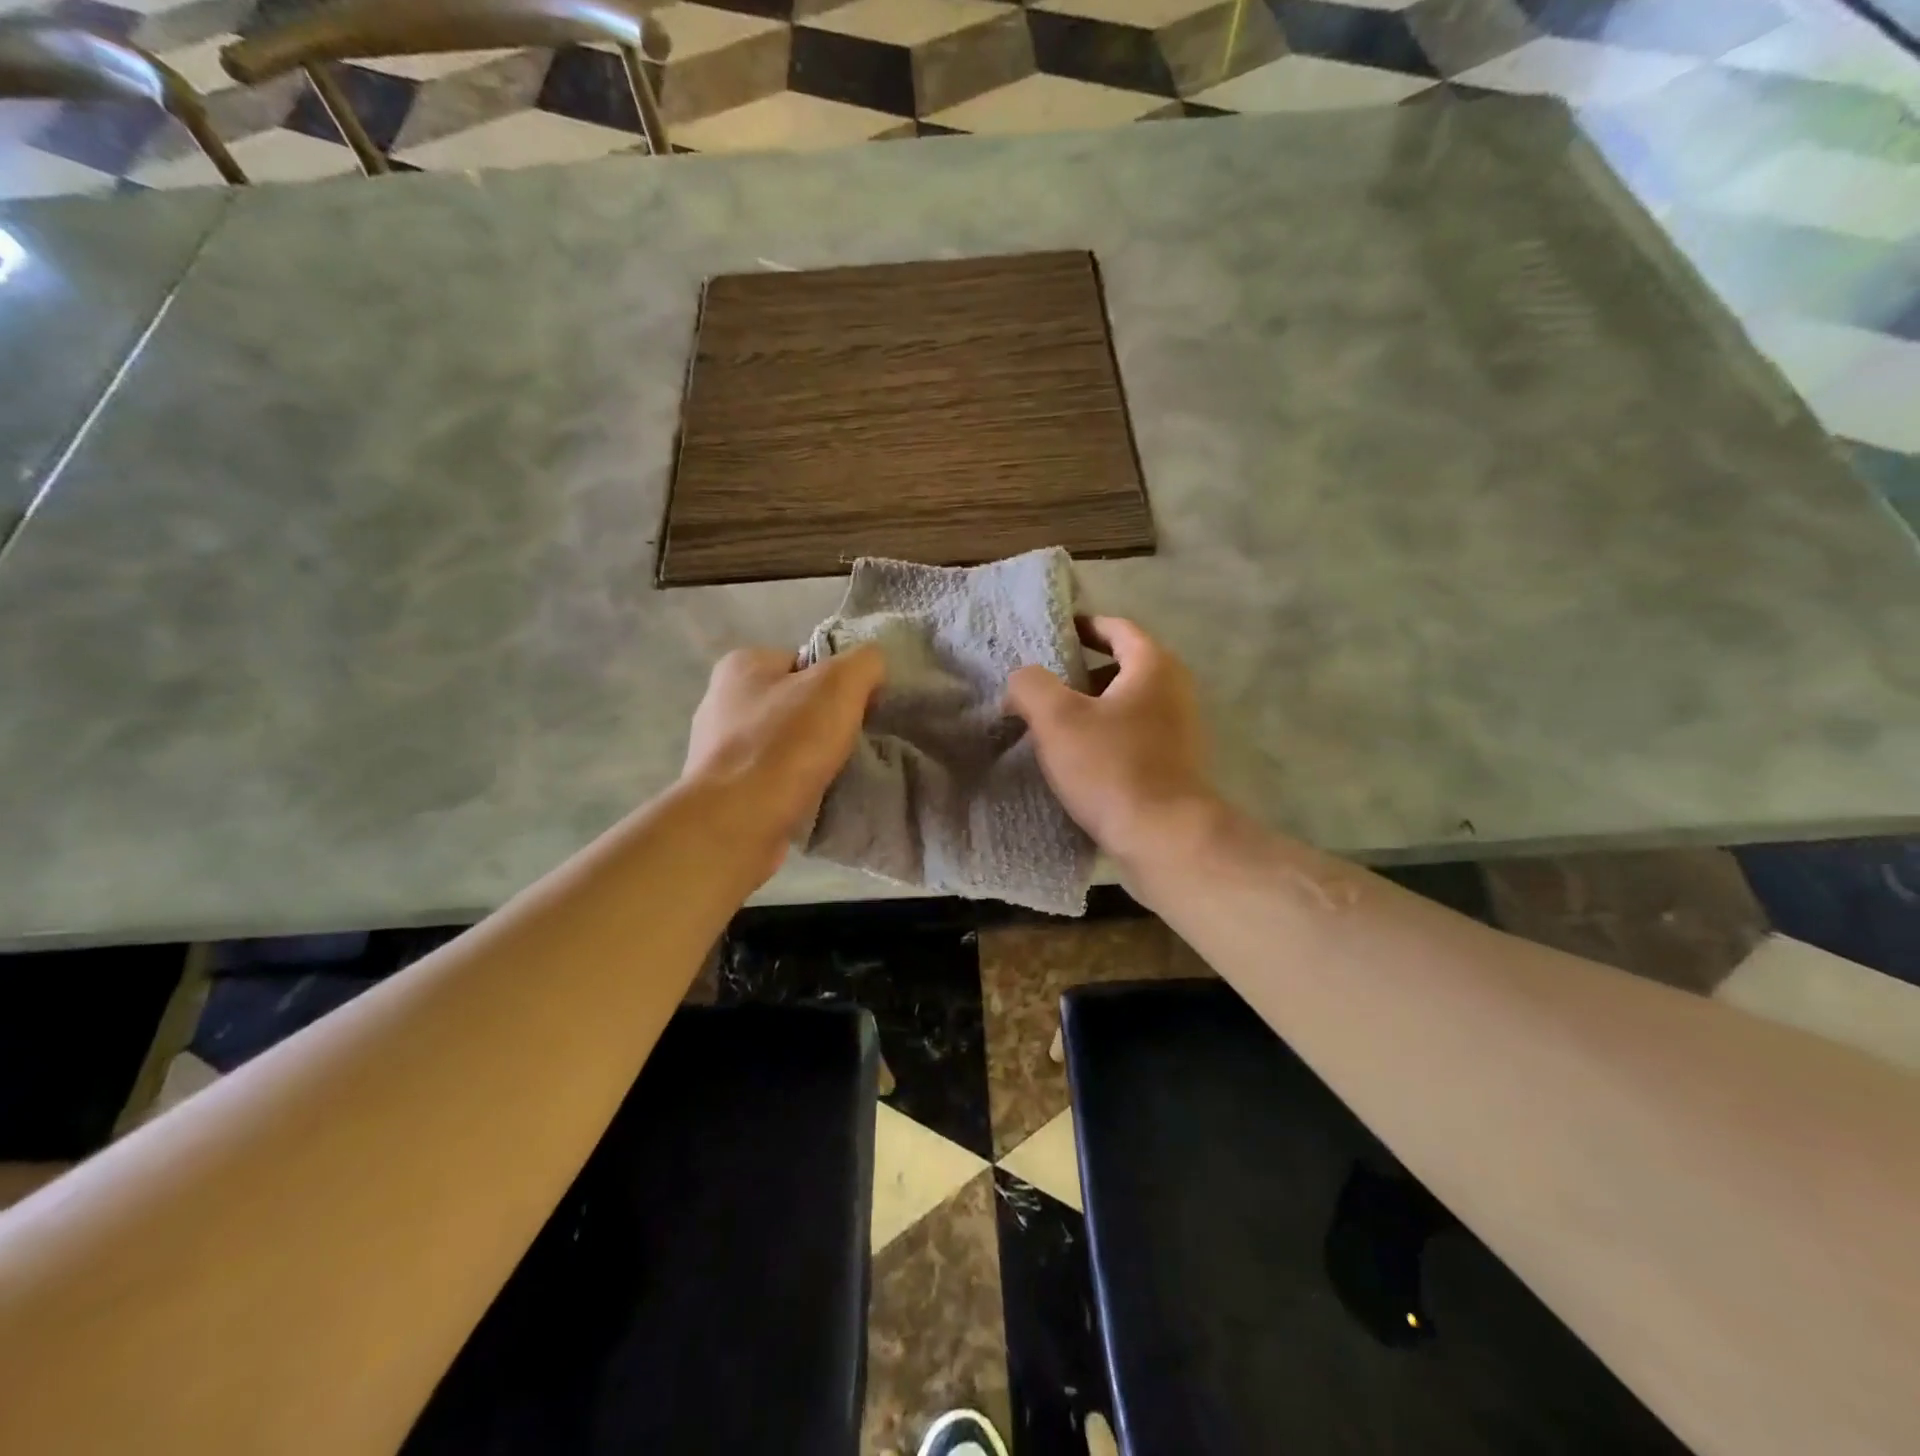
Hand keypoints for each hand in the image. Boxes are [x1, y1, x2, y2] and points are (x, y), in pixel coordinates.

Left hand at [682, 646, 884, 876]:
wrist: (737, 823)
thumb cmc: (786, 744)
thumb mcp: (839, 685)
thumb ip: (864, 662)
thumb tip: (872, 666)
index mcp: (741, 665)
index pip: (805, 661)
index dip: (839, 683)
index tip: (858, 710)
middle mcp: (720, 700)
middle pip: (794, 702)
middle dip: (824, 722)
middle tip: (848, 743)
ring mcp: (716, 748)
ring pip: (783, 742)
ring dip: (808, 756)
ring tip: (833, 774)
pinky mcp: (721, 789)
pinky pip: (770, 776)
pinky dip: (791, 784)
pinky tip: (808, 796)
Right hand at [1006, 617, 1217, 877]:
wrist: (1164, 837)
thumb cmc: (1111, 767)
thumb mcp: (1057, 719)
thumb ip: (1030, 685)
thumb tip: (1023, 680)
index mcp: (1154, 666)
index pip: (1117, 628)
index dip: (1083, 626)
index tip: (1053, 634)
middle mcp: (1175, 690)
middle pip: (1123, 666)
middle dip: (1081, 673)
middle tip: (1044, 686)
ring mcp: (1180, 729)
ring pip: (1127, 704)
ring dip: (1092, 708)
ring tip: (1053, 725)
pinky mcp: (1176, 764)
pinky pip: (1134, 735)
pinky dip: (1107, 736)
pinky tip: (1079, 759)